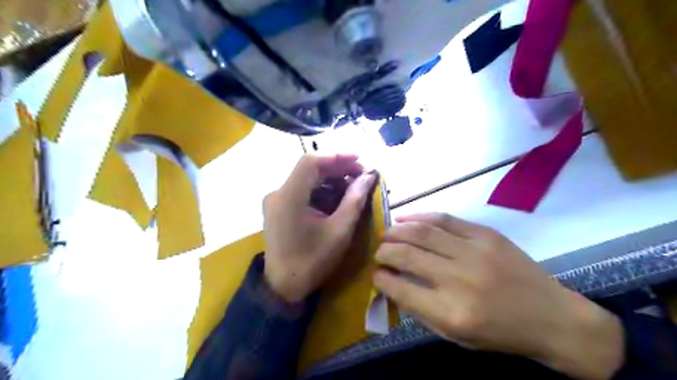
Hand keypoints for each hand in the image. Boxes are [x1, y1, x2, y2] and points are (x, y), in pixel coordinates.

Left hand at [263, 153, 378, 302]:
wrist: (284, 287)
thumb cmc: (312, 261)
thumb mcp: (339, 231)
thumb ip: (354, 200)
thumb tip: (369, 176)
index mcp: (289, 197)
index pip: (311, 162)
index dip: (337, 156)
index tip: (360, 160)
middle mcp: (278, 193)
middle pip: (309, 169)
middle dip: (337, 169)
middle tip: (362, 175)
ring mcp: (276, 200)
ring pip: (307, 179)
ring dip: (331, 180)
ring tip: (353, 188)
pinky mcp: (278, 208)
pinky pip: (302, 191)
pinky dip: (321, 191)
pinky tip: (337, 199)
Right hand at [376, 213, 623, 379]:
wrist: (552, 317)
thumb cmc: (500, 333)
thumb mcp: (456, 336)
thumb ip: (420, 310)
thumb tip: (392, 284)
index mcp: (450, 312)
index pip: (400, 288)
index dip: (380, 278)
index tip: (375, 273)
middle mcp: (458, 279)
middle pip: (406, 255)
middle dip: (383, 251)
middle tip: (378, 252)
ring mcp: (473, 252)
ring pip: (421, 232)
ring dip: (397, 231)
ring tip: (387, 234)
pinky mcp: (485, 234)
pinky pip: (444, 219)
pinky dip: (420, 216)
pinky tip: (406, 218)